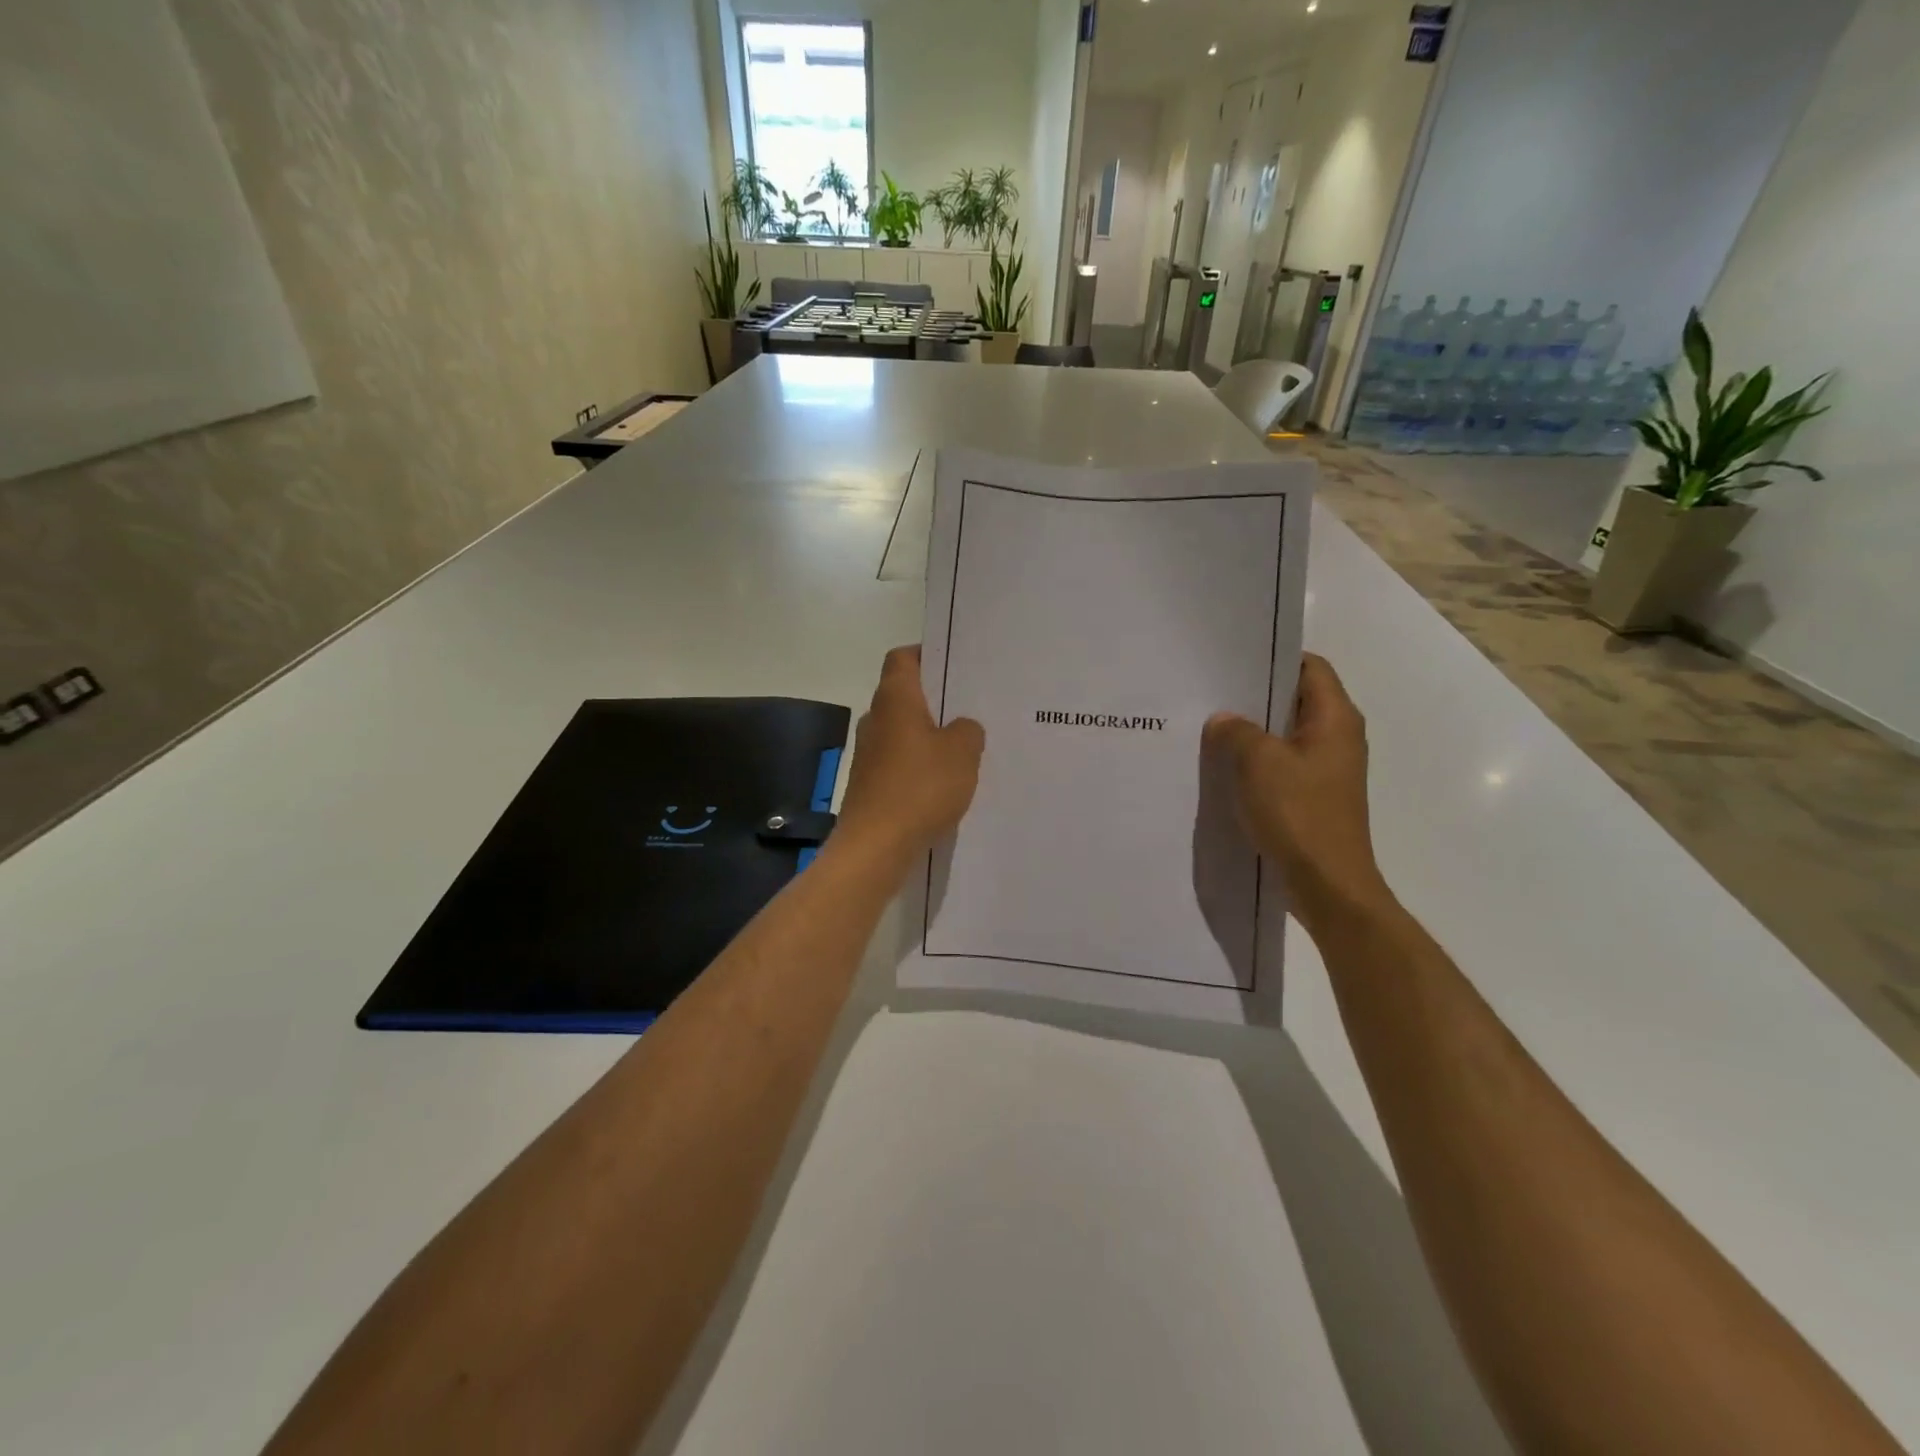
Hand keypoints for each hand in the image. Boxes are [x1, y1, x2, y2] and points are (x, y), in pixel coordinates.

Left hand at [834, 646, 984, 864]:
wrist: (875, 846)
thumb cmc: (920, 787)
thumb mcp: (963, 753)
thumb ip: (969, 730)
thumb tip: (961, 728)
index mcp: (895, 699)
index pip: (903, 658)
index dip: (927, 655)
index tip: (955, 665)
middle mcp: (875, 719)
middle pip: (905, 695)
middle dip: (936, 700)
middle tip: (972, 706)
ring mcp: (868, 754)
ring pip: (904, 732)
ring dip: (930, 736)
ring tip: (966, 747)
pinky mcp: (870, 784)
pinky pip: (900, 763)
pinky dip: (920, 766)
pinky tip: (946, 783)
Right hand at [1204, 653, 1391, 932]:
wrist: (1327, 885)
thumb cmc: (1298, 814)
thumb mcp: (1258, 762)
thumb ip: (1236, 732)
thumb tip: (1223, 720)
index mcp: (1335, 719)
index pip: (1310, 667)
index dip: (1274, 658)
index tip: (1233, 659)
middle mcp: (1337, 738)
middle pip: (1295, 700)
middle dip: (1254, 696)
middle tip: (1211, 692)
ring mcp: (1327, 770)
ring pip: (1285, 736)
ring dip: (1252, 732)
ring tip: (1209, 727)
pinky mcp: (1314, 797)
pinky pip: (1281, 766)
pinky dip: (1255, 762)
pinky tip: (1223, 768)